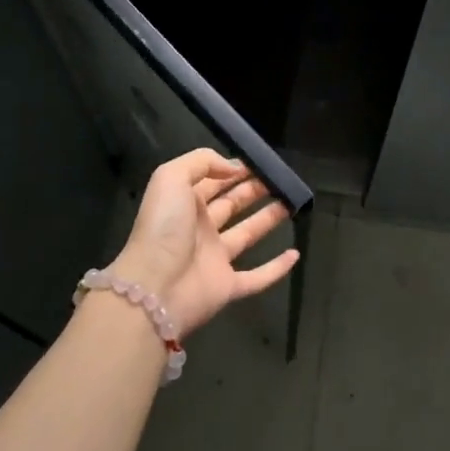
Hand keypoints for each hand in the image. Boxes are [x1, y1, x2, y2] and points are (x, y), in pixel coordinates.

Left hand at [106, 148, 299, 337]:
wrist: (154, 289)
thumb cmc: (163, 228)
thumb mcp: (171, 178)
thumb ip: (202, 162)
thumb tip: (234, 167)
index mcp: (185, 203)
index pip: (213, 181)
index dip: (234, 170)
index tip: (260, 161)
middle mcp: (200, 229)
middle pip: (232, 204)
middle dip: (253, 190)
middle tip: (280, 179)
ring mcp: (215, 259)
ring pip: (247, 234)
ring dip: (268, 219)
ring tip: (291, 203)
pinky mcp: (228, 287)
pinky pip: (257, 277)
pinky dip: (276, 268)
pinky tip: (295, 254)